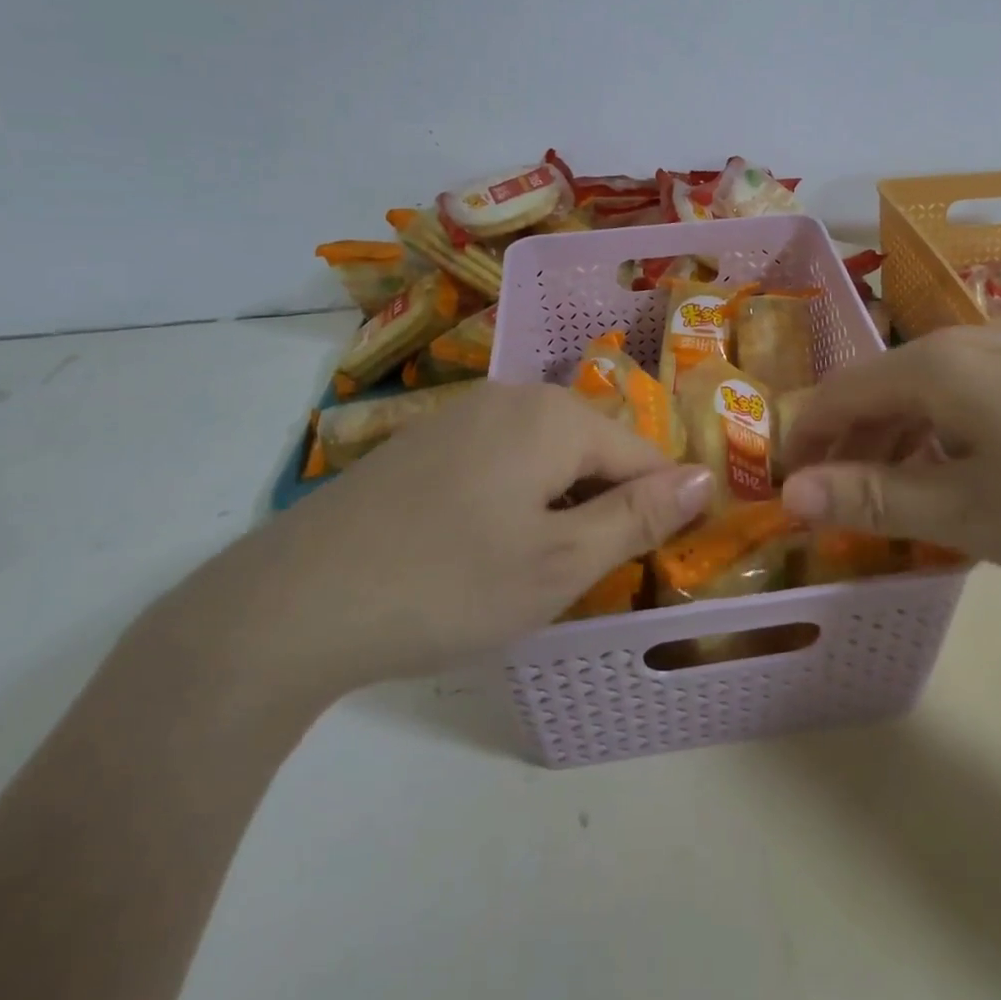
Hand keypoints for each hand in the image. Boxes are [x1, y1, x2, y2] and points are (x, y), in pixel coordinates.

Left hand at [166, 385, 712, 709]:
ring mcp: (461, 414)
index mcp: (554, 415)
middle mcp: (511, 397)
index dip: (658, 508)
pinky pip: (499, 460)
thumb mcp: (560, 562)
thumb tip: (706, 478)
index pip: (642, 454)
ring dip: (557, 506)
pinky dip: (512, 500)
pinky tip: (478, 549)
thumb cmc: (448, 584)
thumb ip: (639, 516)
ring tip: (529, 569)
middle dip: (600, 506)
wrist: (294, 602)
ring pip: (544, 456)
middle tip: (579, 576)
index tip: (649, 564)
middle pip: (591, 449)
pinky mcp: (425, 442)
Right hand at [780, 325, 1000, 589]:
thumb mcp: (964, 513)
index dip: (804, 440)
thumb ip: (869, 497)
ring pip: (923, 393)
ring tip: (889, 501)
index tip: (786, 489)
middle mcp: (964, 343)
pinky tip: (956, 478)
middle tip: (835, 505)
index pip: (836, 394)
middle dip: (847, 445)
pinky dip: (939, 436)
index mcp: (931, 367)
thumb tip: (788, 495)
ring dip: (893, 443)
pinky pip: (965, 397)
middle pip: (877, 389)